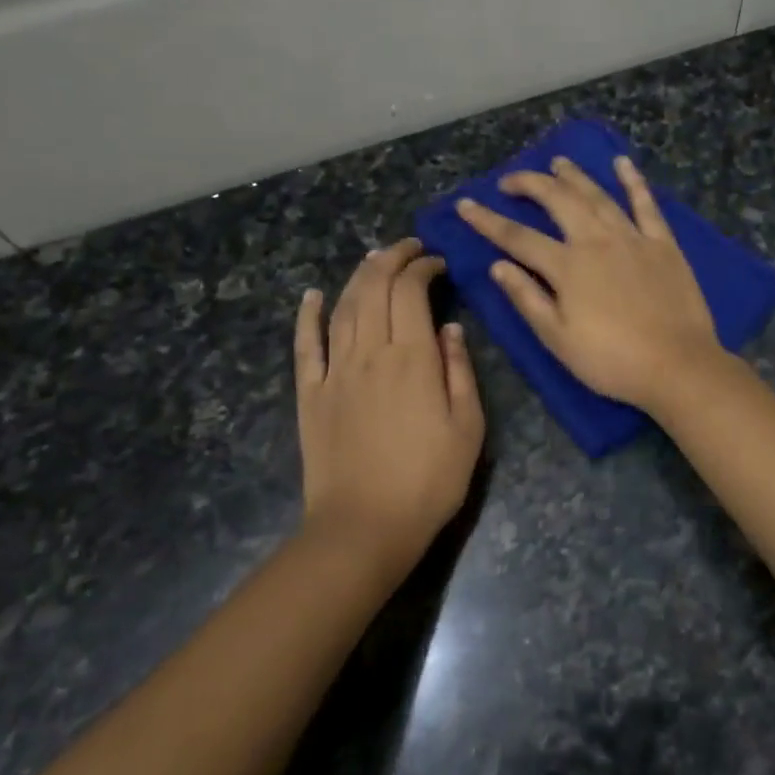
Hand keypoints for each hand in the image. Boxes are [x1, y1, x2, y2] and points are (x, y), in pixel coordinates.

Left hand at [294, 239, 483, 581]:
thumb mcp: (468, 427)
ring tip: (373, 259)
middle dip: (391, 258)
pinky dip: (308, 315)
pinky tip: (312, 294)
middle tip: (408, 248)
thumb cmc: (429, 480)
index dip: (423, 268)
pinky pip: (305, 344)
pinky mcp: (310, 394)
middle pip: (374, 288)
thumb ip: (460, 372)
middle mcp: (370, 352)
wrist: (364, 527)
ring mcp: (335, 371)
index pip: (412, 291)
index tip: (438, 264)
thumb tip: (450, 328)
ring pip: (343, 307)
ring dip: (358, 276)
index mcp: (413, 358)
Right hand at [456, 154, 721, 411]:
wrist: (677, 365)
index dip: (488, 220)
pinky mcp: (663, 244)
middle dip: (530, 184)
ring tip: (557, 162)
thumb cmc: (612, 360)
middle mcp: (597, 240)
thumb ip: (527, 299)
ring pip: (597, 195)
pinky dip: (633, 181)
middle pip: (557, 201)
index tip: (466, 204)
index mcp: (567, 266)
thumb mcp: (558, 339)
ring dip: (574, 176)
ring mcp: (633, 238)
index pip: (518, 237)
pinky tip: (623, 163)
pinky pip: (646, 204)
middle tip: (510, 180)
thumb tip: (497, 265)